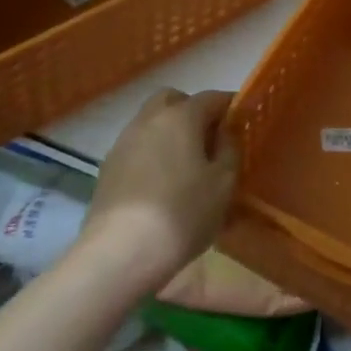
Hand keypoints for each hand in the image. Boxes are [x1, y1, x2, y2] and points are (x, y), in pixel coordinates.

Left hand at [80, 88, 237, 294]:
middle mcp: (149, 120)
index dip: (230, 106)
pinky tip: (161, 184)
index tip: (242, 121)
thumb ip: (229, 150)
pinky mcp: (107, 168)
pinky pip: (137, 147)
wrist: (120, 252)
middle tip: (209, 139)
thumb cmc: (183, 213)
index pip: (211, 98)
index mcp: (181, 116)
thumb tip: (225, 133)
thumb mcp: (223, 183)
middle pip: (173, 100)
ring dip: (169, 133)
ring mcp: (123, 142)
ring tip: (185, 165)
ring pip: (150, 123)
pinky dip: (152, 154)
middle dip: (192, 111)